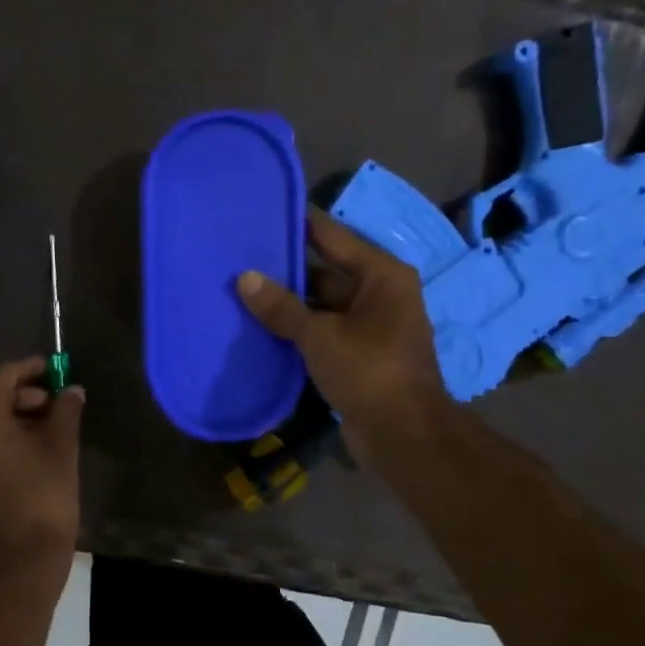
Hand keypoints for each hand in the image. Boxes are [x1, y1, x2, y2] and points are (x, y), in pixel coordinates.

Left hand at [0, 357, 84, 596]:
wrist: (17, 567)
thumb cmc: (43, 499)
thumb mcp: (62, 449)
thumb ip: (65, 411)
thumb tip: (71, 390)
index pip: (4, 377)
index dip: (32, 370)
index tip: (54, 369)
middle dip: (21, 399)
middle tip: (53, 405)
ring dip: (7, 424)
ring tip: (42, 433)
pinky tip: (19, 458)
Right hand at [237, 208, 446, 473]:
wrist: (403, 434)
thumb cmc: (368, 370)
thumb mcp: (319, 334)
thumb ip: (281, 307)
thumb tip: (245, 278)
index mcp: (381, 275)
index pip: (333, 237)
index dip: (300, 225)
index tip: (265, 212)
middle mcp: (379, 294)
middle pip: (326, 272)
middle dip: (287, 271)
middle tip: (241, 259)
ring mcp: (370, 326)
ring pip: (322, 305)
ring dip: (289, 305)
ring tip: (243, 292)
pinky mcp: (359, 355)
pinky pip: (323, 332)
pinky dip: (298, 331)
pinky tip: (262, 328)